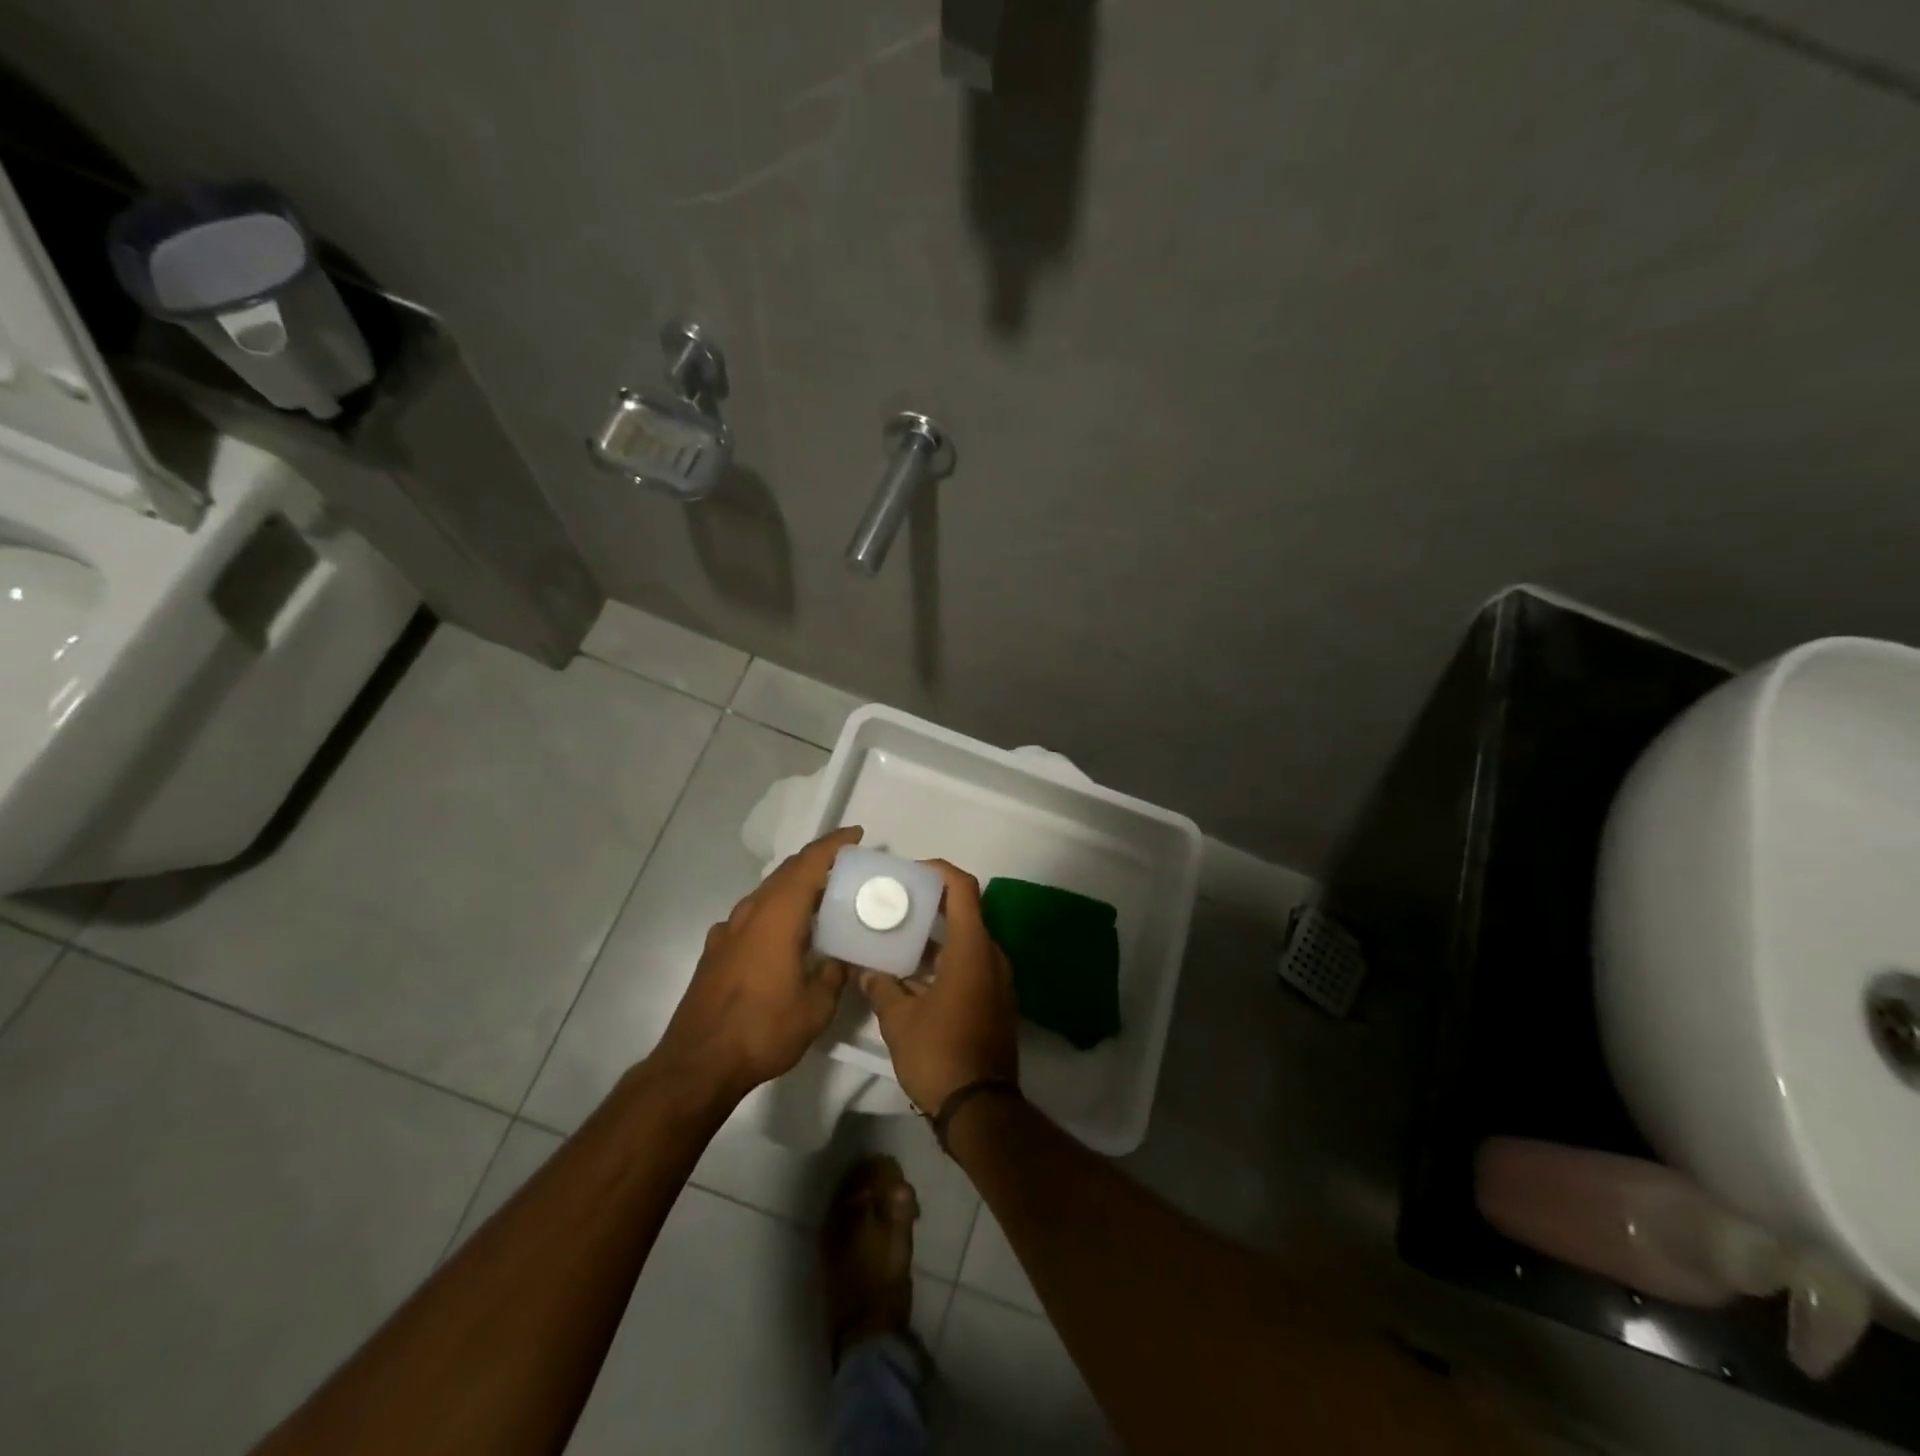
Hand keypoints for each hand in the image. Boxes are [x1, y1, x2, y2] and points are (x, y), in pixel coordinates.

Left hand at [652, 826, 862, 1102]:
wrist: (697, 1064)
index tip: (857, 835)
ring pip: (768, 892)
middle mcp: (751, 912)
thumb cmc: (762, 1030)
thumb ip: (834, 974)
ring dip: (796, 886)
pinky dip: (776, 910)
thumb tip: (843, 956)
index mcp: (778, 915)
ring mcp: (728, 930)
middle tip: (848, 866)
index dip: (834, 845)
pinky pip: (753, 915)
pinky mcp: (716, 949)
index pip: (809, 864)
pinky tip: (785, 933)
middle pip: (787, 872)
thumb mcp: (816, 1007)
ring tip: (822, 897)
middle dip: (818, 862)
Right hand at [859, 860, 1018, 1111]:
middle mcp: (992, 956)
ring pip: (966, 942)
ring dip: (936, 937)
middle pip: (965, 913)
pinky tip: (914, 975)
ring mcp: (998, 980)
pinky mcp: (996, 1001)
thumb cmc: (939, 1054)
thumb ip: (881, 986)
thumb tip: (866, 970)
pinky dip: (945, 960)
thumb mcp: (898, 1020)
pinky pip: (971, 965)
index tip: (910, 874)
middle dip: (930, 906)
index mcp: (972, 949)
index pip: (963, 888)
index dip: (939, 872)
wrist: (980, 1108)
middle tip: (896, 906)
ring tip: (898, 939)